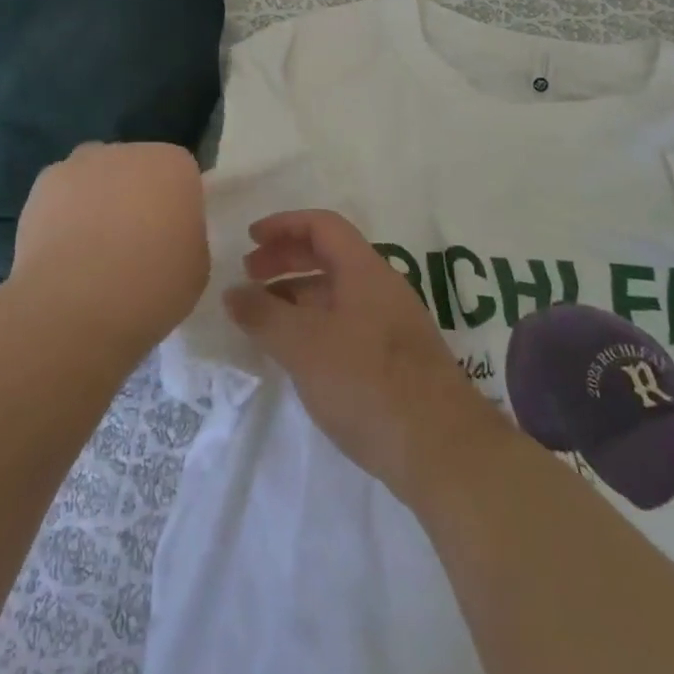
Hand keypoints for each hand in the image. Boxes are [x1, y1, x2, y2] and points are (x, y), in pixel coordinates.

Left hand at [13, 143, 209, 352]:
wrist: (73, 305)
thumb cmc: (150, 286)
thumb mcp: (196, 268)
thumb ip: (187, 237)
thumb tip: (168, 236)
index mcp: (174, 165)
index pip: (181, 175)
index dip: (177, 206)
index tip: (172, 239)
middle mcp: (128, 151)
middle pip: (137, 168)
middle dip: (136, 197)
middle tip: (134, 245)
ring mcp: (81, 164)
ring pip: (96, 176)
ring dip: (97, 200)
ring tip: (92, 251)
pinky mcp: (42, 185)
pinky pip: (62, 195)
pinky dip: (63, 214)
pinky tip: (63, 252)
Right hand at [225, 210, 509, 502]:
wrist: (440, 448)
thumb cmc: (366, 382)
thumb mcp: (303, 345)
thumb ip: (263, 315)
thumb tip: (232, 292)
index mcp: (364, 270)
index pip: (322, 225)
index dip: (284, 225)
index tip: (250, 238)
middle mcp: (382, 287)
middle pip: (330, 254)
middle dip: (287, 258)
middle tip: (250, 275)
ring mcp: (393, 323)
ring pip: (338, 291)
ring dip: (299, 294)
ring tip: (265, 317)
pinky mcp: (397, 359)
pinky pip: (348, 321)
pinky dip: (316, 322)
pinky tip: (300, 353)